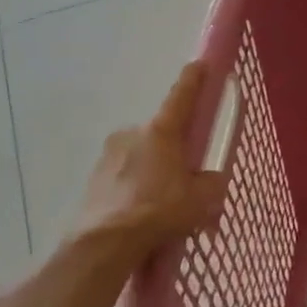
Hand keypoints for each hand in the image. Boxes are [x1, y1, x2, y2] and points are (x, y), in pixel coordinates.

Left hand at [71, 62, 227, 265]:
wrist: (102, 243)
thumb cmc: (158, 211)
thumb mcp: (201, 200)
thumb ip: (213, 183)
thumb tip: (212, 179)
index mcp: (162, 130)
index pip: (182, 95)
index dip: (194, 79)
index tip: (200, 64)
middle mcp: (133, 132)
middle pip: (162, 133)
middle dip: (175, 150)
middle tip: (186, 178)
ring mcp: (109, 153)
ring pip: (142, 156)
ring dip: (153, 171)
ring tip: (161, 205)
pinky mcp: (94, 177)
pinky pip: (124, 175)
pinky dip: (134, 187)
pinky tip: (141, 214)